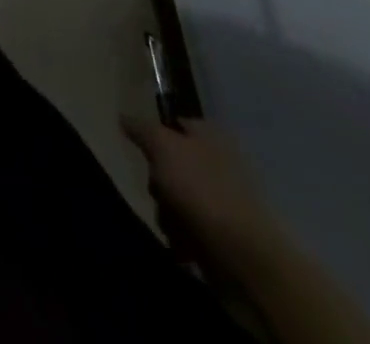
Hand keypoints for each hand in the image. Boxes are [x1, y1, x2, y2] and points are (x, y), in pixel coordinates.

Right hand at [122, 116, 288, 274]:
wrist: (246, 255)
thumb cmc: (202, 189)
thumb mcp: (163, 147)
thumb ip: (141, 129)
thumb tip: (123, 116)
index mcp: (208, 134)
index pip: (173, 124)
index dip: (154, 137)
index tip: (143, 153)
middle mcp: (216, 161)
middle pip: (170, 164)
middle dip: (158, 182)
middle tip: (159, 192)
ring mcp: (222, 198)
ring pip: (176, 198)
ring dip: (168, 213)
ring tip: (174, 225)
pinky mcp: (224, 233)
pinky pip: (191, 228)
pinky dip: (183, 236)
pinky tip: (185, 244)